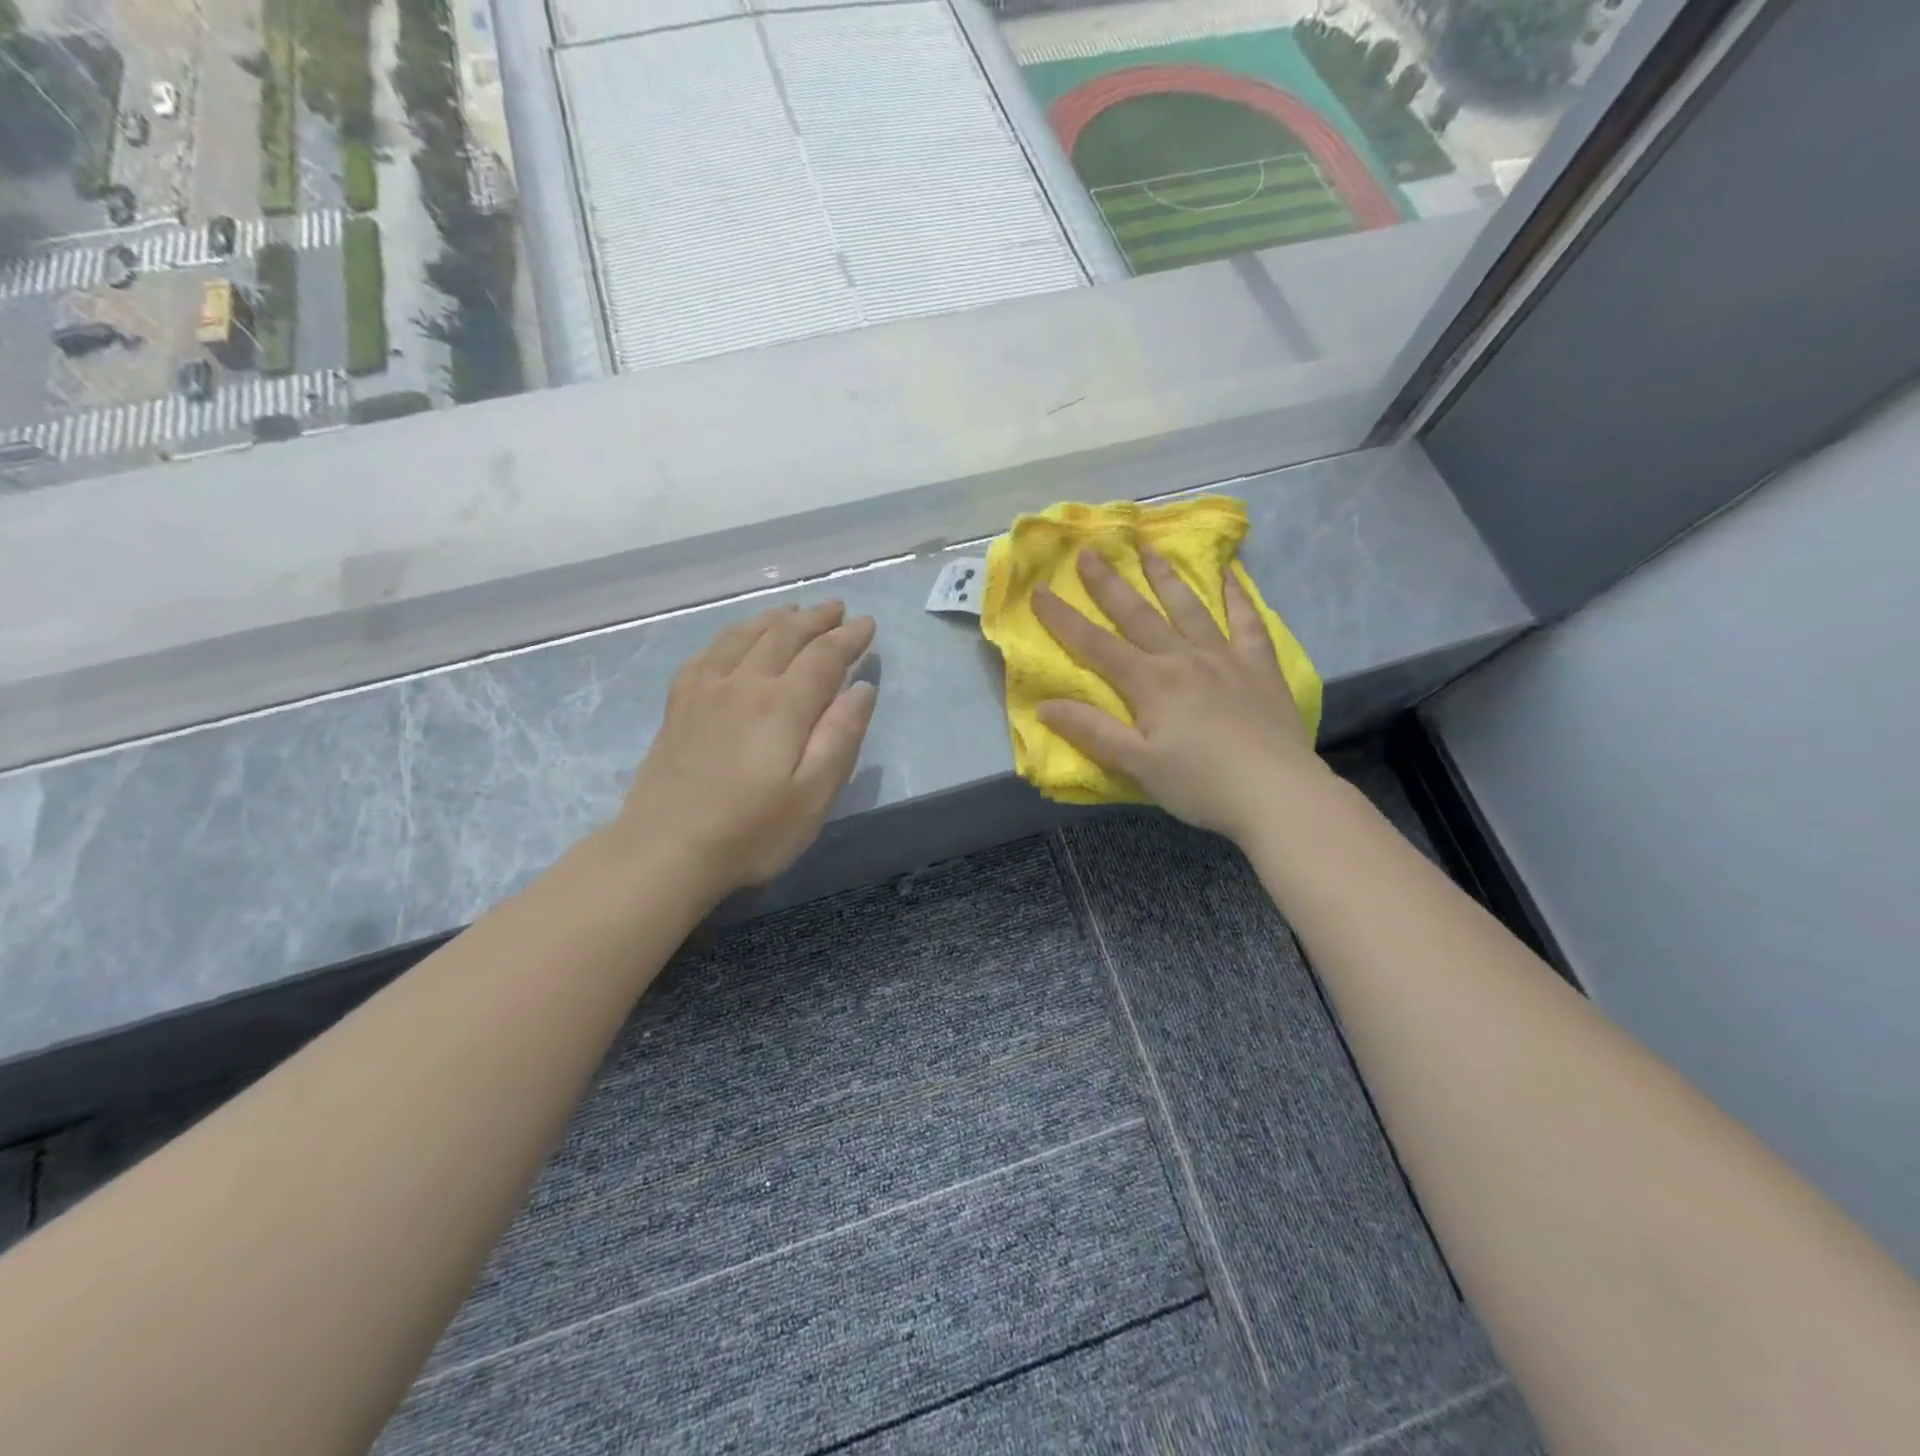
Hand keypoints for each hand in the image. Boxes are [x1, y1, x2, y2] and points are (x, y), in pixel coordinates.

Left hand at [612, 602, 877, 896]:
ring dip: (774, 619)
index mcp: (782, 705)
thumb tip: (862, 688)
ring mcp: (704, 692)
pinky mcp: (678, 707)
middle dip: (815, 618)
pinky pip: (706, 654)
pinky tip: (734, 640)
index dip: (848, 637)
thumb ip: (840, 737)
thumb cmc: (750, 833)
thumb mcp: (813, 796)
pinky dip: (729, 636)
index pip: (823, 656)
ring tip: (793, 611)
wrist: (663, 852)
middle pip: (783, 635)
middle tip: (837, 609)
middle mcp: (743, 684)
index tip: (868, 624)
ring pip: (743, 636)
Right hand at [1033, 548, 1323, 843]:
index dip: (1063, 619)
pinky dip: (1237, 596)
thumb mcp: (1137, 765)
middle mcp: (1183, 658)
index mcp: (1150, 683)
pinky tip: (1231, 574)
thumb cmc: (1200, 784)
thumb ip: (1092, 732)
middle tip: (1089, 551)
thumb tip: (1044, 705)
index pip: (1095, 645)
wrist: (1276, 792)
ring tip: (1150, 548)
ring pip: (1189, 608)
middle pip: (1139, 615)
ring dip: (1166, 577)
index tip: (1039, 590)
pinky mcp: (1259, 667)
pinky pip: (1247, 622)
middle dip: (1109, 584)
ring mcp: (1224, 658)